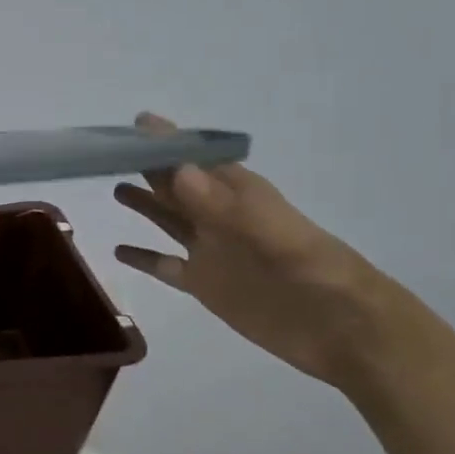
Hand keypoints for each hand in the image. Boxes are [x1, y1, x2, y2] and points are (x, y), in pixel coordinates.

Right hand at [113, 112, 391, 388]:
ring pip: (168, 220)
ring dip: (145, 203)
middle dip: (149, 165)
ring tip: (114, 187)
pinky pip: (166, 265)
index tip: (136, 122)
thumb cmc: (316, 274)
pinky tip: (118, 251)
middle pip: (176, 185)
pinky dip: (144, 257)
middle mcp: (220, 218)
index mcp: (239, 196)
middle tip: (110, 151)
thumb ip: (223, 206)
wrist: (343, 331)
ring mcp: (211, 252)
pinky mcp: (205, 285)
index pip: (197, 158)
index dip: (169, 140)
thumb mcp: (273, 234)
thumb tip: (178, 171)